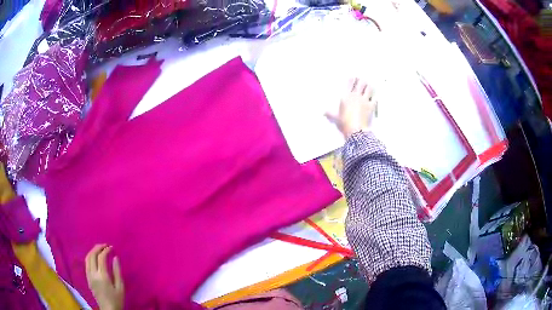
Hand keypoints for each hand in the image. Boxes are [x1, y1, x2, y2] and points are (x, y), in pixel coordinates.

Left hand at [85, 244, 123, 309]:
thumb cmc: (116, 299)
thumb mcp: (120, 287)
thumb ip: (117, 272)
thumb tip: (115, 257)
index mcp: (102, 276)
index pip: (101, 258)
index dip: (106, 250)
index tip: (111, 248)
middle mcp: (93, 273)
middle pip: (92, 255)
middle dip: (98, 248)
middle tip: (105, 245)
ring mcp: (89, 275)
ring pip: (87, 258)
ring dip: (93, 251)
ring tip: (100, 249)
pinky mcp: (87, 278)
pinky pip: (86, 263)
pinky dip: (90, 257)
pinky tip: (95, 258)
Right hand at [325, 78, 376, 138]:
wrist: (355, 130)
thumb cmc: (344, 123)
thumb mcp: (335, 118)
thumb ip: (329, 114)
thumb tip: (323, 112)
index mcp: (346, 96)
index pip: (349, 83)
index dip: (352, 79)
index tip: (353, 76)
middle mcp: (356, 95)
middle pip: (360, 83)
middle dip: (361, 80)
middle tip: (362, 79)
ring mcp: (364, 100)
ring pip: (368, 88)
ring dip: (368, 86)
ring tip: (369, 84)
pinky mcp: (371, 106)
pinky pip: (375, 98)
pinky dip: (375, 97)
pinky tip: (375, 96)